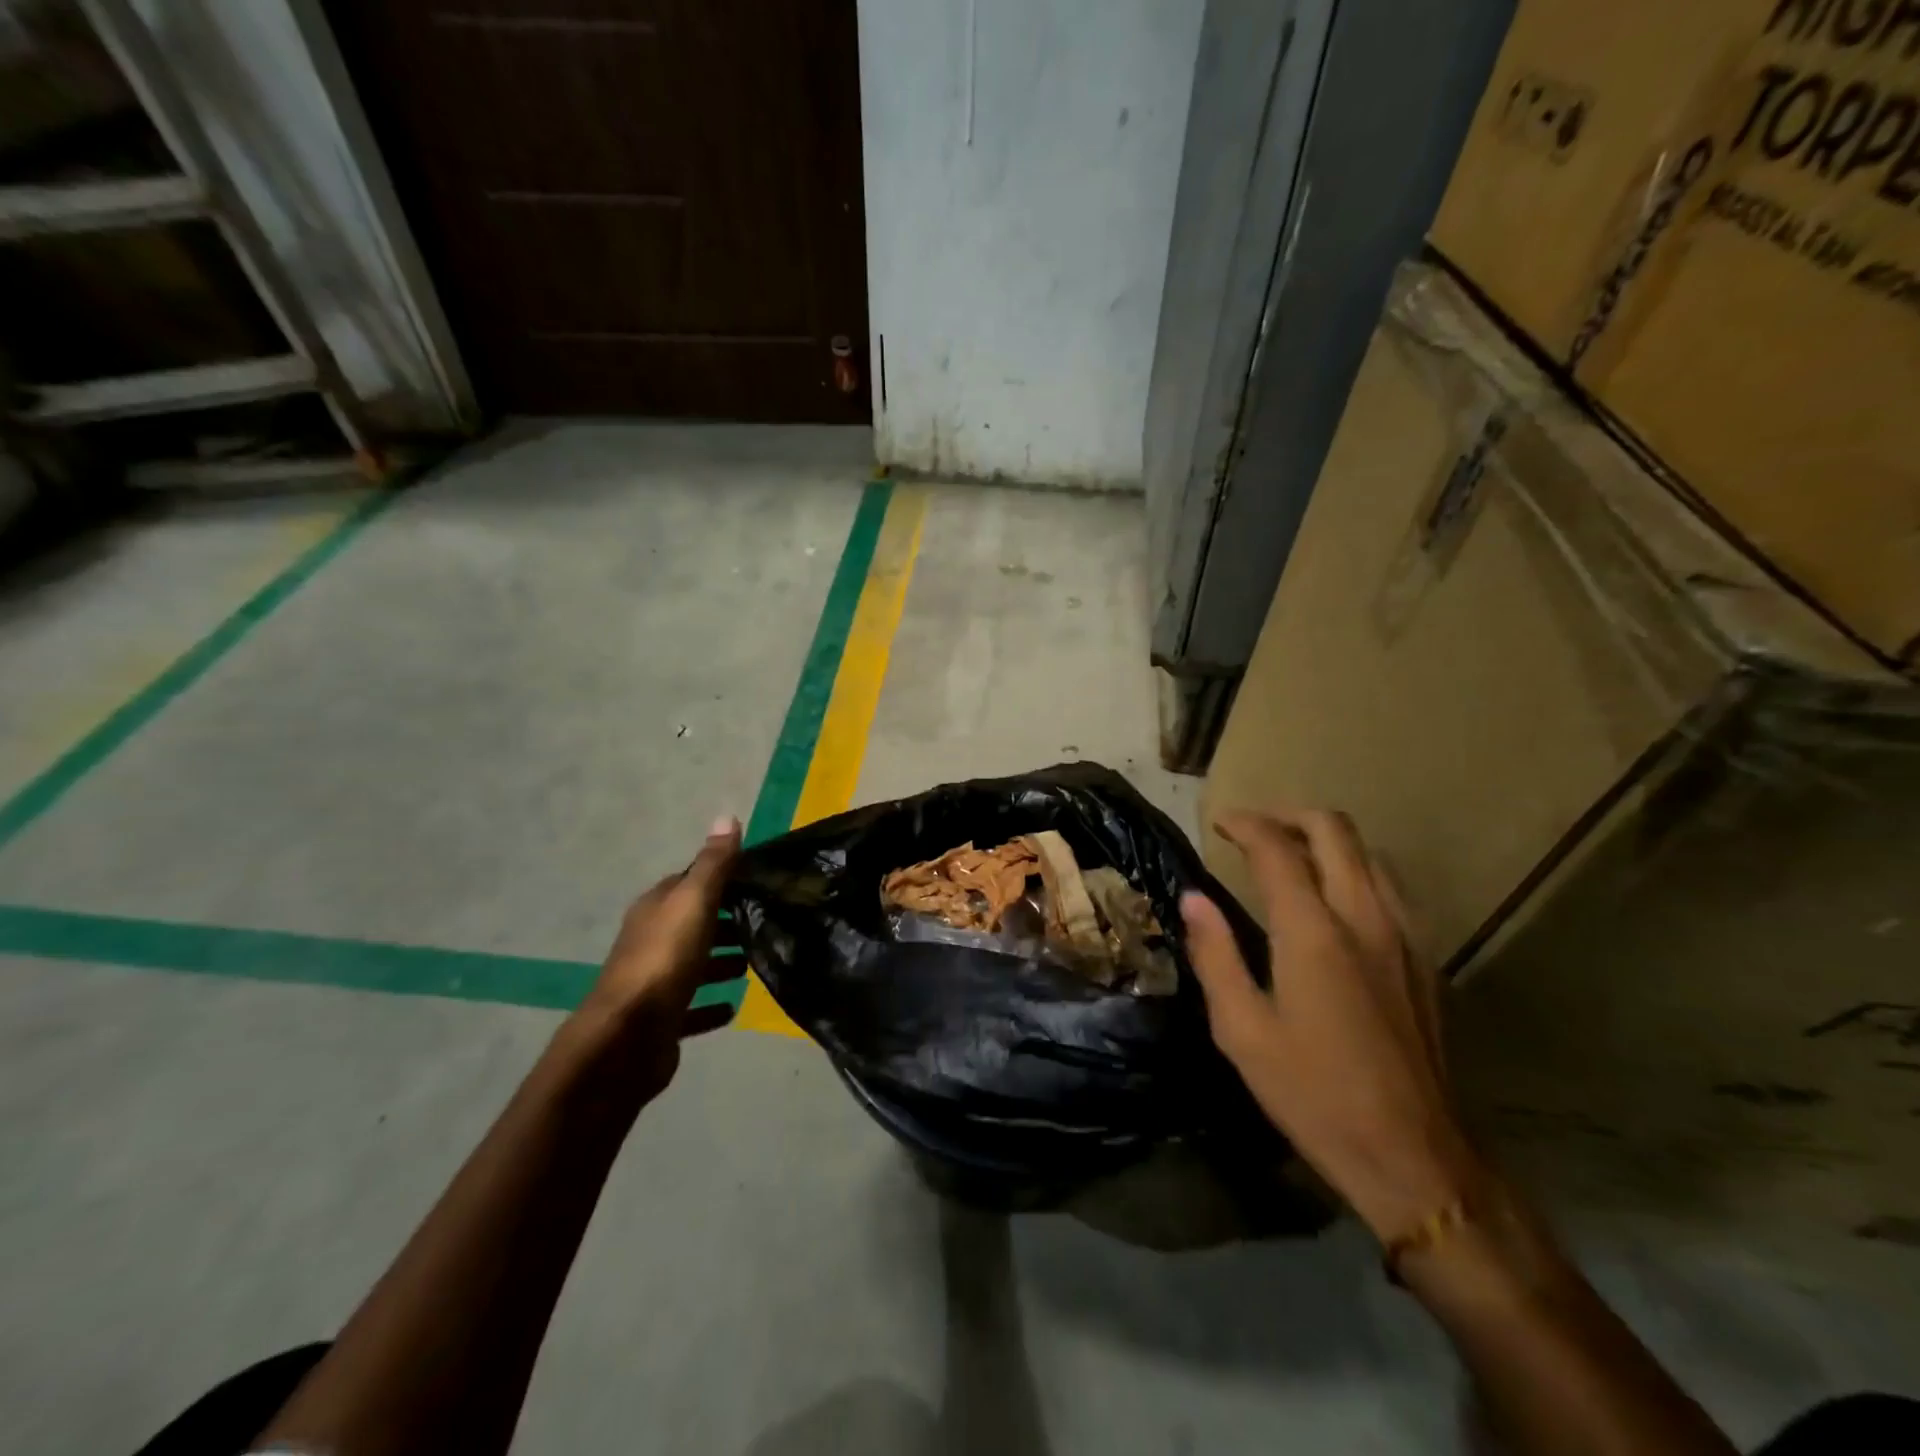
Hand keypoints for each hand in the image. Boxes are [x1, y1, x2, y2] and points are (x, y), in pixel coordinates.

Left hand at [568, 815, 742, 1096]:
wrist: (626, 1038)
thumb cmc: (664, 960)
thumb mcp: (694, 902)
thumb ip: (714, 864)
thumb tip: (727, 816)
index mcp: (657, 907)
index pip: (691, 881)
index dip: (724, 878)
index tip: (760, 881)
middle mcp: (652, 939)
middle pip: (695, 923)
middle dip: (728, 921)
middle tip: (768, 923)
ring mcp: (654, 981)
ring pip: (695, 964)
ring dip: (722, 962)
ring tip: (756, 962)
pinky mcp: (661, 1020)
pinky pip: (692, 1007)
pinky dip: (711, 1005)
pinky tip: (733, 1007)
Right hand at [1180, 808, 1481, 1241]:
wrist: (1413, 1157)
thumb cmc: (1313, 1094)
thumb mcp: (1242, 1030)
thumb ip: (1215, 955)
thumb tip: (1193, 898)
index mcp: (1313, 933)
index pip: (1277, 849)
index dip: (1245, 825)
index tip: (1219, 823)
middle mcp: (1364, 918)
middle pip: (1333, 830)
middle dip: (1288, 815)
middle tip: (1252, 827)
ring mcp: (1404, 936)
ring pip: (1369, 852)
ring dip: (1325, 838)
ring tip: (1289, 854)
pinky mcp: (1424, 959)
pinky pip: (1390, 886)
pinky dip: (1354, 868)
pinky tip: (1334, 899)